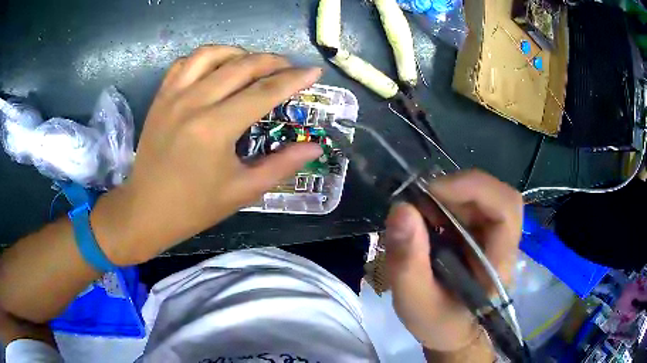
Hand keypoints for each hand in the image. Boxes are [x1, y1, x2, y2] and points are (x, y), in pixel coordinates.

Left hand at [90, 45, 322, 264]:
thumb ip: (282, 165)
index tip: (314, 71)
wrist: (146, 210)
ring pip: (211, 54)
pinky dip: (206, 58)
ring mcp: (173, 96)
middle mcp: (193, 102)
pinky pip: (185, 63)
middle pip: (241, 66)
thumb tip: (314, 146)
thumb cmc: (195, 207)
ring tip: (253, 64)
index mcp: (215, 128)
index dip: (293, 80)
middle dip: (272, 62)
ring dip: (239, 53)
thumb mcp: (243, 191)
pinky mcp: (160, 97)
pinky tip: (216, 68)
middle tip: (289, 68)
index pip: (264, 92)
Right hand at [384, 170, 522, 351]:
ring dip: (448, 196)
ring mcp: (495, 236)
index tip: (431, 193)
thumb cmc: (439, 324)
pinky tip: (427, 221)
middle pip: (494, 195)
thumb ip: (407, 262)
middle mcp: (504, 242)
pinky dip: (445, 204)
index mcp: (500, 263)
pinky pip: (469, 205)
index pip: (506, 208)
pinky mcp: (483, 234)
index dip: (474, 189)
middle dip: (456, 190)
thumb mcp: (414, 302)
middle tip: (419, 202)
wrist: (453, 333)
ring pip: (481, 196)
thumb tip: (401, 208)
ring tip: (419, 215)